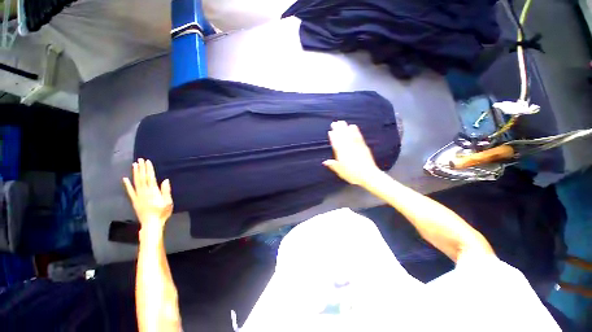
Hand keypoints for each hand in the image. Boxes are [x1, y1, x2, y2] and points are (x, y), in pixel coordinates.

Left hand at [123, 158, 172, 229]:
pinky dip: (127, 185)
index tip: (147, 161)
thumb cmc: (162, 212)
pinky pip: (130, 191)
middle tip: (140, 159)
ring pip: (136, 182)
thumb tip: (165, 180)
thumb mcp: (168, 202)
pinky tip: (125, 179)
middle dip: (142, 168)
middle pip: (142, 178)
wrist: (151, 223)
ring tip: (134, 165)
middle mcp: (144, 191)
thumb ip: (166, 191)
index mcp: (153, 191)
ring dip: (135, 173)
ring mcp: (138, 196)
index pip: (151, 177)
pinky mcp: (134, 200)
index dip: (149, 169)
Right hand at [323, 121, 380, 185]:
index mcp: (341, 152)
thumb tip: (325, 162)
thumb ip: (333, 165)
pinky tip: (354, 127)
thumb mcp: (340, 171)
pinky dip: (355, 131)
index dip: (333, 136)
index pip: (336, 142)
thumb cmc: (352, 174)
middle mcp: (348, 147)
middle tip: (335, 122)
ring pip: (349, 134)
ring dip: (345, 127)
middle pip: (342, 136)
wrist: (368, 175)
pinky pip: (358, 136)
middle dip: (338, 129)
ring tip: (343, 122)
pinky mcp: (363, 146)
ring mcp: (356, 145)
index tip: (330, 131)